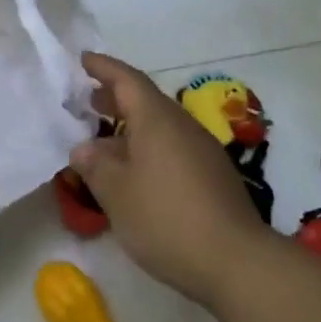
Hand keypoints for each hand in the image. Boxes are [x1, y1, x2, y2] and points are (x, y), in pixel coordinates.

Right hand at [69, 52, 267, 308]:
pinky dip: (148, 147)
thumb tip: (84, 148)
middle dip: (115, 98)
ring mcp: (203, 150)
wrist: (237, 262)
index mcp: (157, 120)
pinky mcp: (213, 175)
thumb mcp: (116, 193)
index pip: (127, 80)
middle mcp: (182, 126)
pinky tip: (135, 172)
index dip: (103, 67)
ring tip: (104, 139)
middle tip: (87, 100)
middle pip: (146, 100)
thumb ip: (95, 165)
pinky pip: (173, 147)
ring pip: (161, 126)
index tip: (84, 59)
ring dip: (131, 125)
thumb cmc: (166, 218)